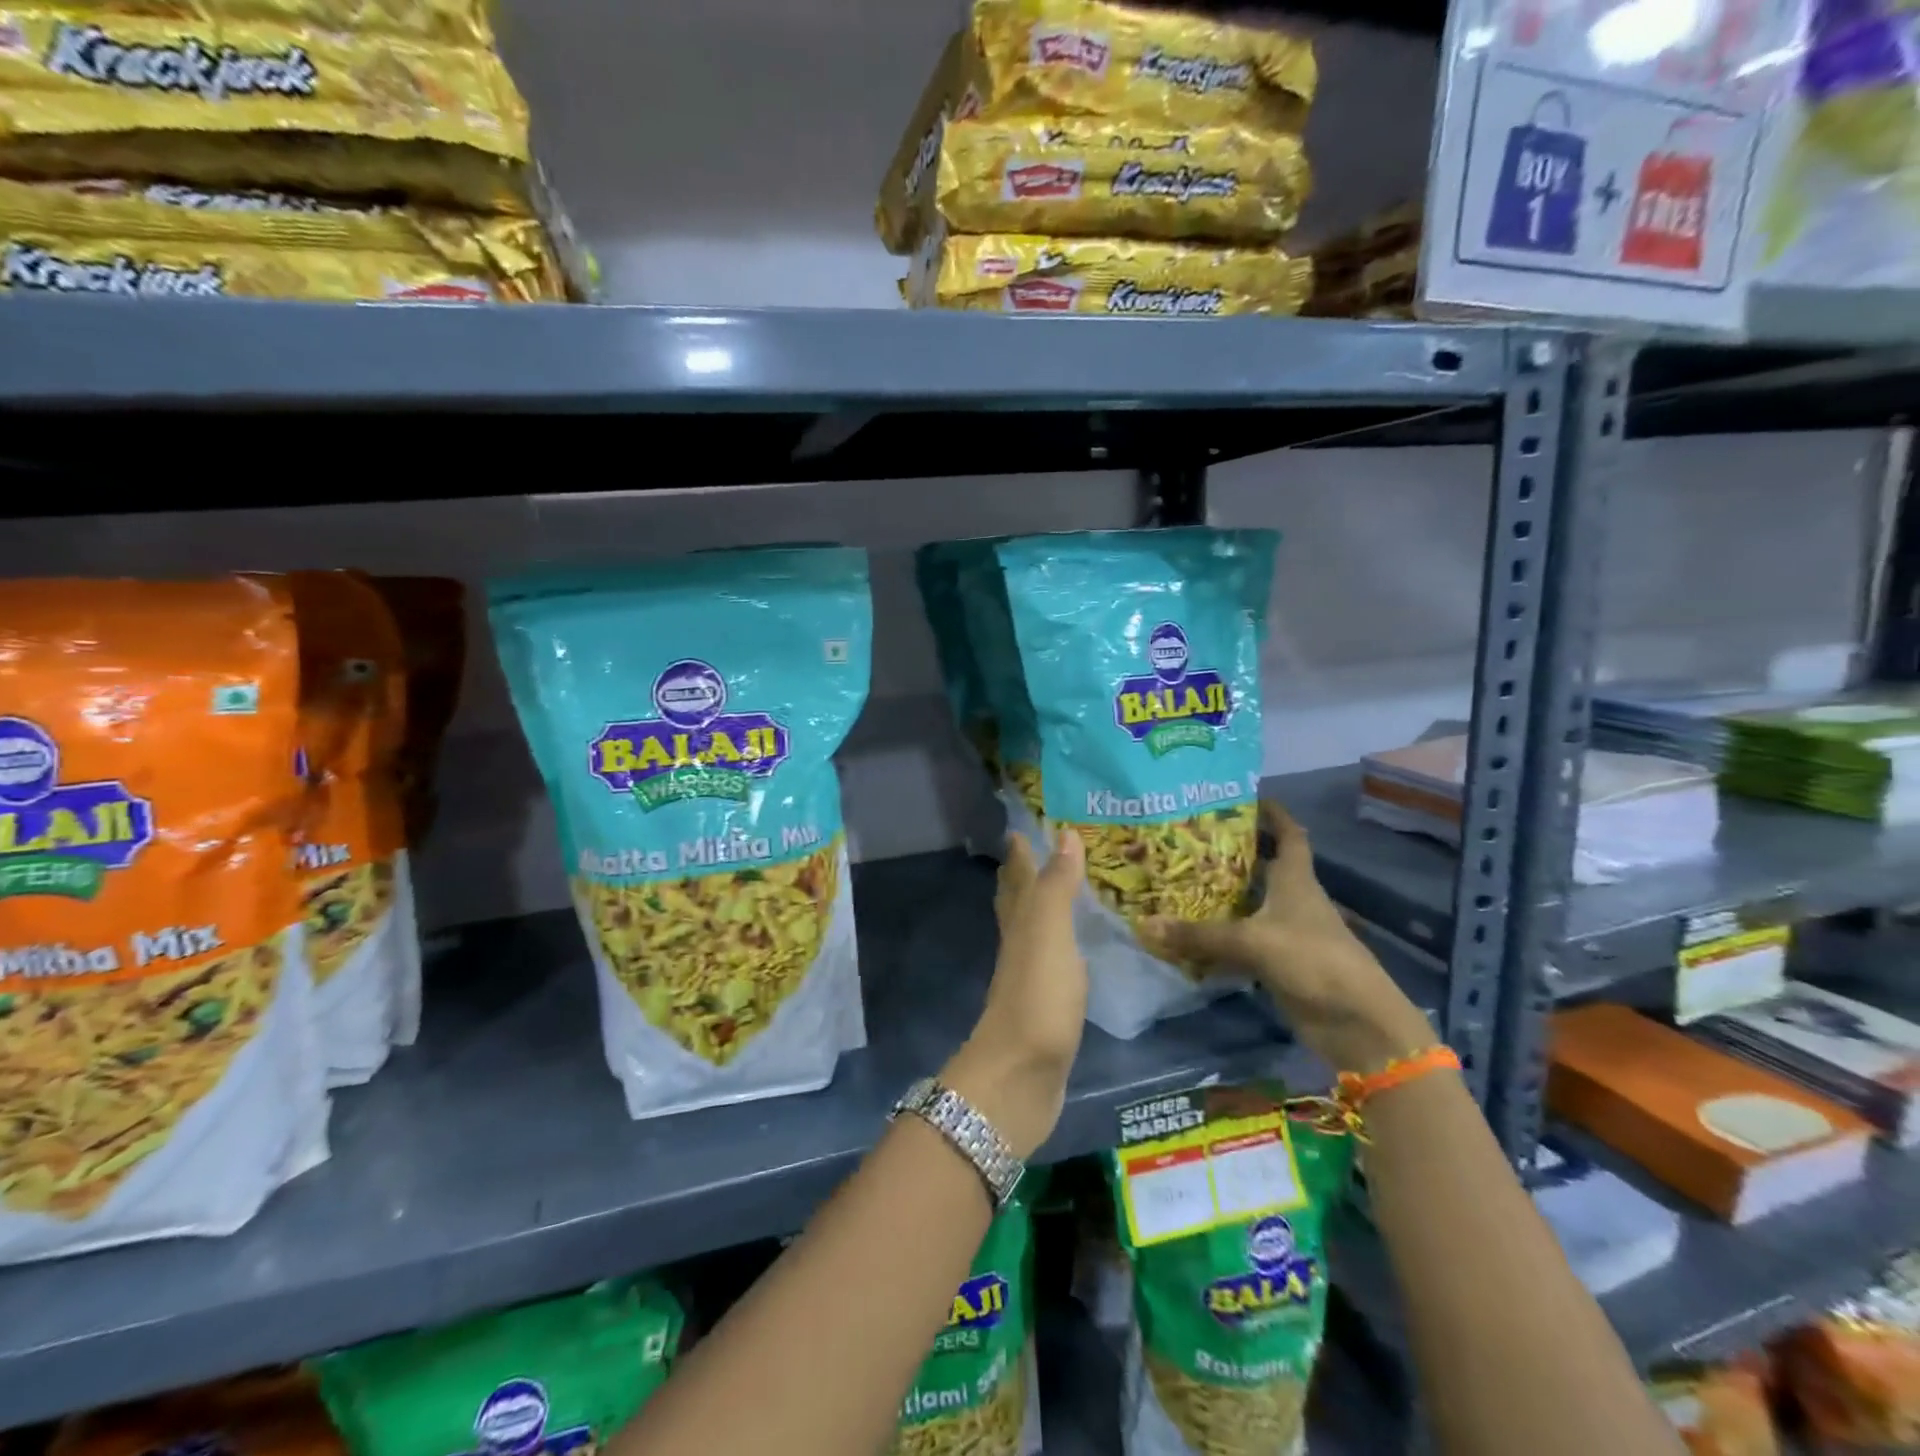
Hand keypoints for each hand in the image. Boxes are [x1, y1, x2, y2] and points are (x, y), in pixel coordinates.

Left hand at [943, 828, 1087, 1159]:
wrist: (1020, 1077)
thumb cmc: (1037, 998)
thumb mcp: (1048, 933)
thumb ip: (1056, 886)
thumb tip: (1063, 833)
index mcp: (1020, 923)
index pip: (1019, 877)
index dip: (1019, 852)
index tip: (1020, 826)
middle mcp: (1020, 944)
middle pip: (1017, 902)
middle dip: (1022, 875)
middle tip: (1033, 850)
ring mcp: (1030, 978)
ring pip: (1032, 931)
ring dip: (1041, 908)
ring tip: (1058, 892)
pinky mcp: (1045, 1008)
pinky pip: (1052, 963)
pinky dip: (1059, 947)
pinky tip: (1070, 953)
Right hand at [1140, 802, 1434, 1074]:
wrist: (1356, 1022)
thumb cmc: (1312, 960)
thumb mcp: (1252, 942)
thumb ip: (1199, 935)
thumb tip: (1145, 924)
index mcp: (1296, 880)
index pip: (1290, 835)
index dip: (1274, 814)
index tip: (1248, 796)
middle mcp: (1293, 900)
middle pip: (1264, 867)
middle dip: (1234, 852)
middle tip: (1191, 839)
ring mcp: (1288, 933)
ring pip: (1251, 904)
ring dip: (1223, 895)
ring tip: (1181, 879)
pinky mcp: (1280, 963)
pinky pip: (1243, 941)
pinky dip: (1220, 937)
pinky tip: (1190, 933)